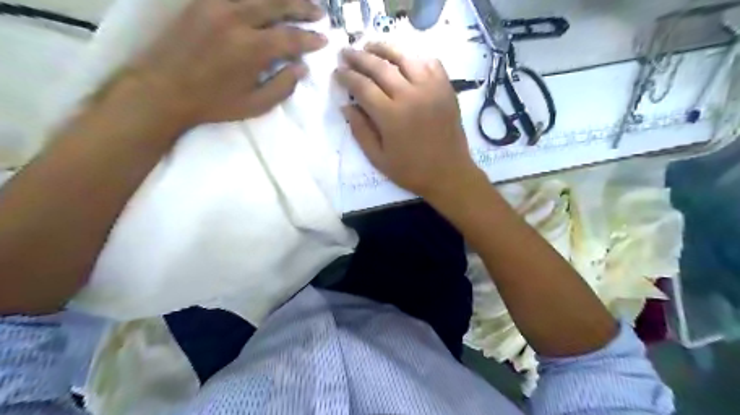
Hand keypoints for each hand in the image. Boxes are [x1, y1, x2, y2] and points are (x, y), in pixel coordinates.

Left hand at [129, 0, 325, 125]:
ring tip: (298, 1)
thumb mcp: (255, 105)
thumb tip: (302, 68)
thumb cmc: (214, 103)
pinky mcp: (202, 2)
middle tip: (320, 11)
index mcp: (252, 49)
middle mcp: (237, 19)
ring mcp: (217, 5)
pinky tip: (266, 1)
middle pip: (278, 5)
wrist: (163, 89)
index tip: (324, 39)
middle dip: (303, 7)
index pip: (291, 37)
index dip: (311, 38)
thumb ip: (283, 86)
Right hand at [337, 42, 486, 201]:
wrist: (449, 173)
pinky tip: (404, 59)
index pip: (362, 86)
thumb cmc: (411, 171)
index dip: (346, 76)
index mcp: (391, 116)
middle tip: (346, 52)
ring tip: (370, 46)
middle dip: (359, 57)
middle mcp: (410, 95)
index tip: (337, 72)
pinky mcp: (446, 89)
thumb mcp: (378, 158)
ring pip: (405, 57)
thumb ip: (360, 131)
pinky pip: (430, 63)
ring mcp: (431, 89)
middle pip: (380, 67)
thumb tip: (346, 105)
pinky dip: (414, 57)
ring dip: (384, 49)